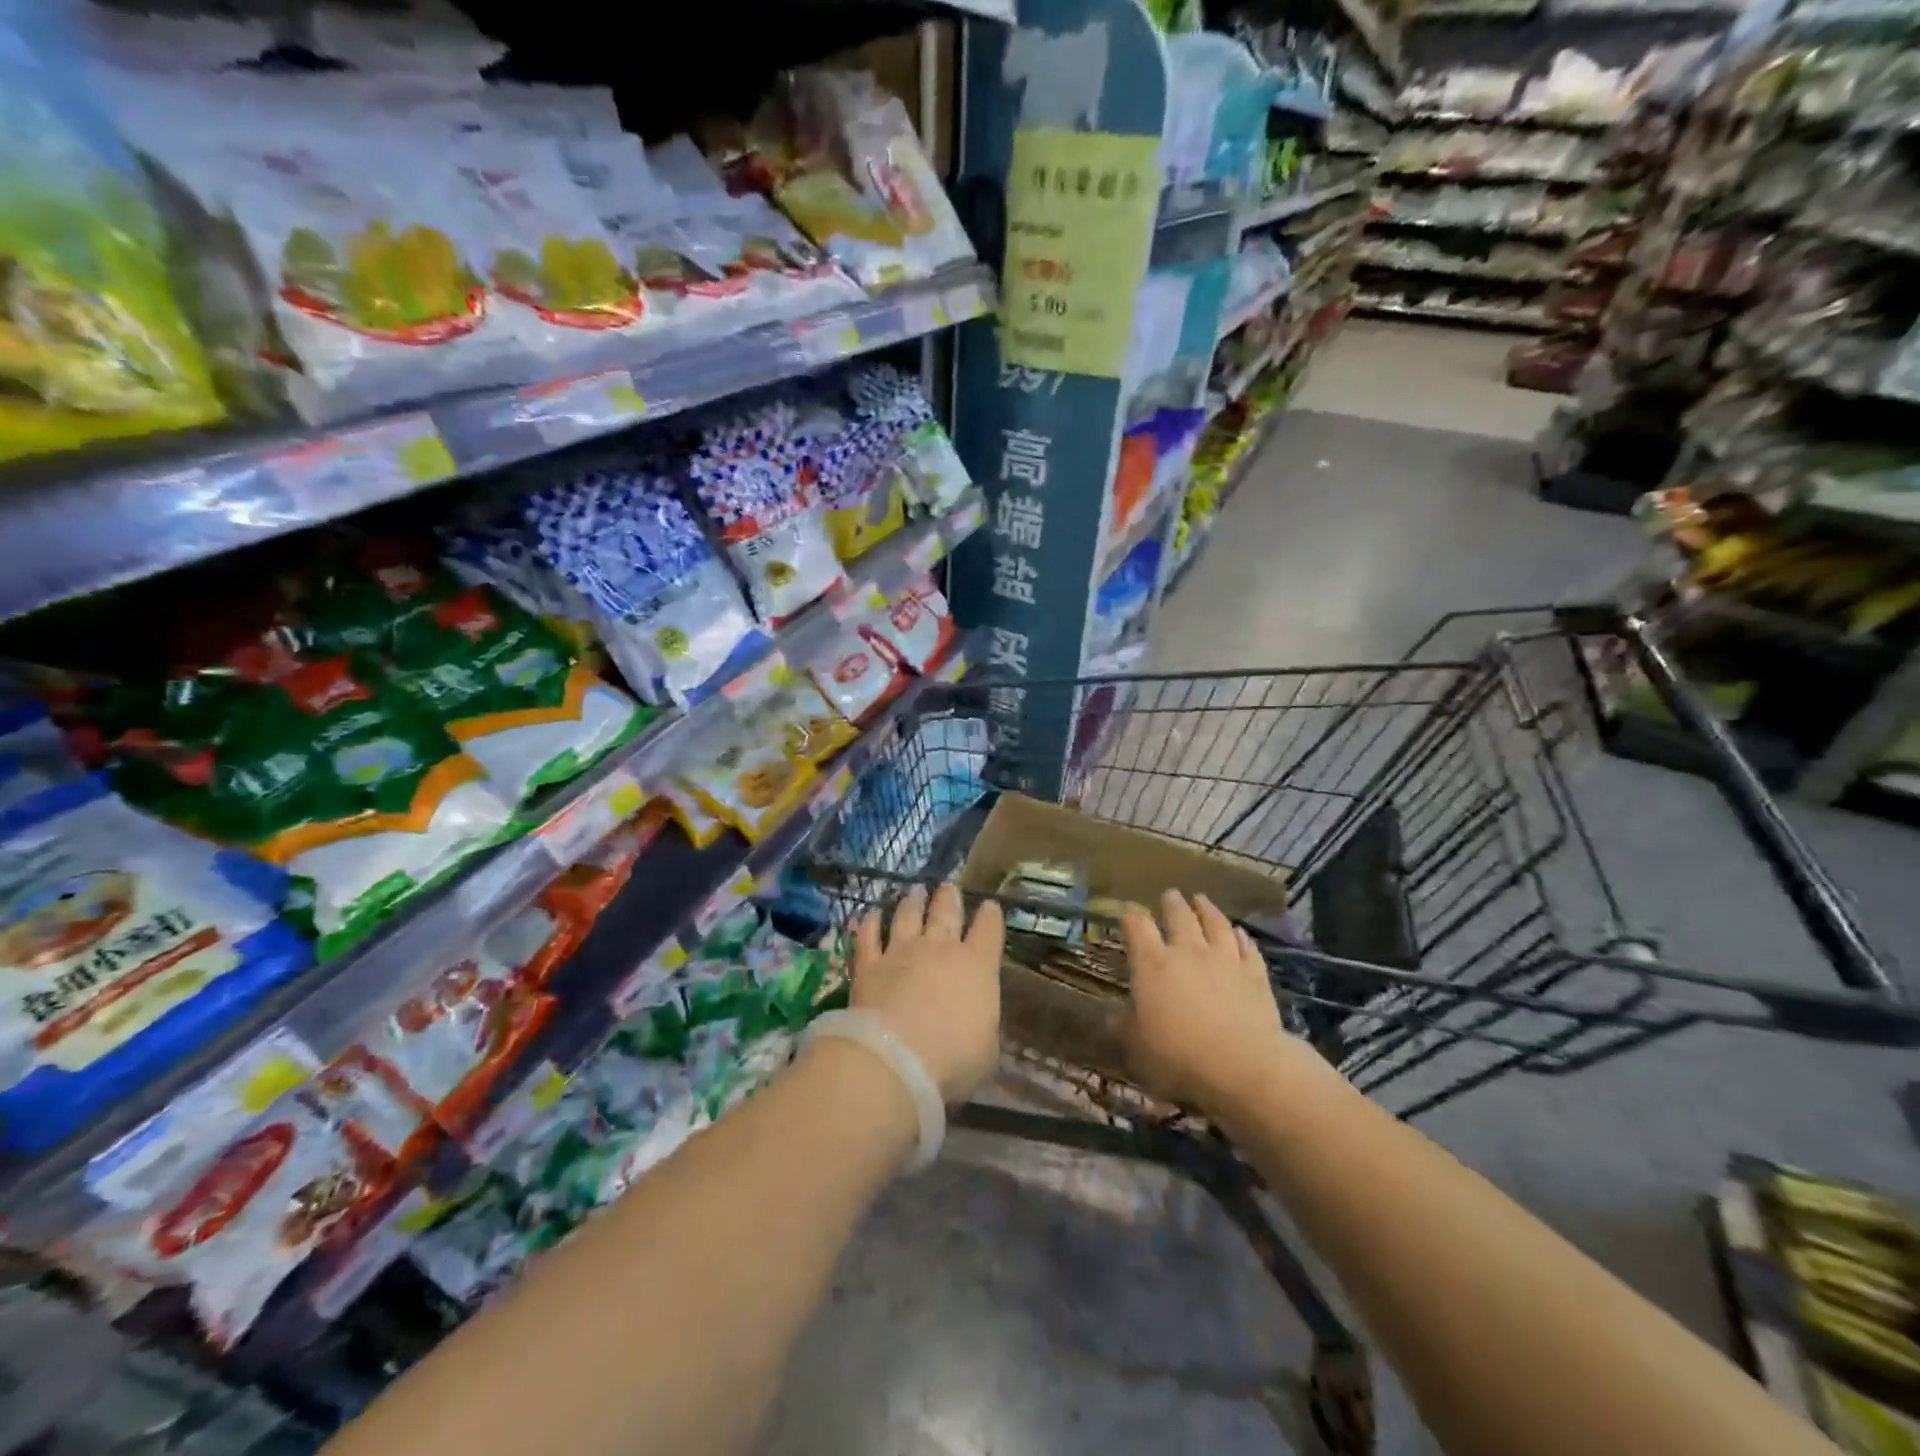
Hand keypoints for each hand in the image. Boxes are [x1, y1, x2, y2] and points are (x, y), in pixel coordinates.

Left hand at [852, 884, 1004, 1102]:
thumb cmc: (953, 1060)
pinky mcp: (868, 965)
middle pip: (946, 913)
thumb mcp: (986, 1049)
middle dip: (949, 898)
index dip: (990, 916)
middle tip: (948, 887)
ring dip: (912, 902)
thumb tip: (979, 1021)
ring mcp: (901, 953)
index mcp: (977, 966)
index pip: (988, 931)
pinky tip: (869, 914)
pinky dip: (869, 923)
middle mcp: (940, 949)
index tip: (990, 906)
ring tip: (915, 890)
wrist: (895, 1059)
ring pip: (907, 916)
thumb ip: (983, 1025)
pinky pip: (868, 937)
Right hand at [1122, 890, 1287, 1112]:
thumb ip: (1123, 1030)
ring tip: (1202, 901)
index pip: (1137, 926)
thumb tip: (1108, 1021)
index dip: (1130, 916)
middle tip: (1171, 894)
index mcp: (1153, 964)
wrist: (1243, 1065)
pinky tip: (1241, 933)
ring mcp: (1225, 960)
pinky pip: (1248, 948)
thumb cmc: (1178, 1055)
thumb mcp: (1136, 1048)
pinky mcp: (1255, 975)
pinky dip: (1242, 938)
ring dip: (1208, 910)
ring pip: (1216, 924)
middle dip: (1173, 904)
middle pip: (1180, 916)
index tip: (1127, 913)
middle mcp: (1188, 952)